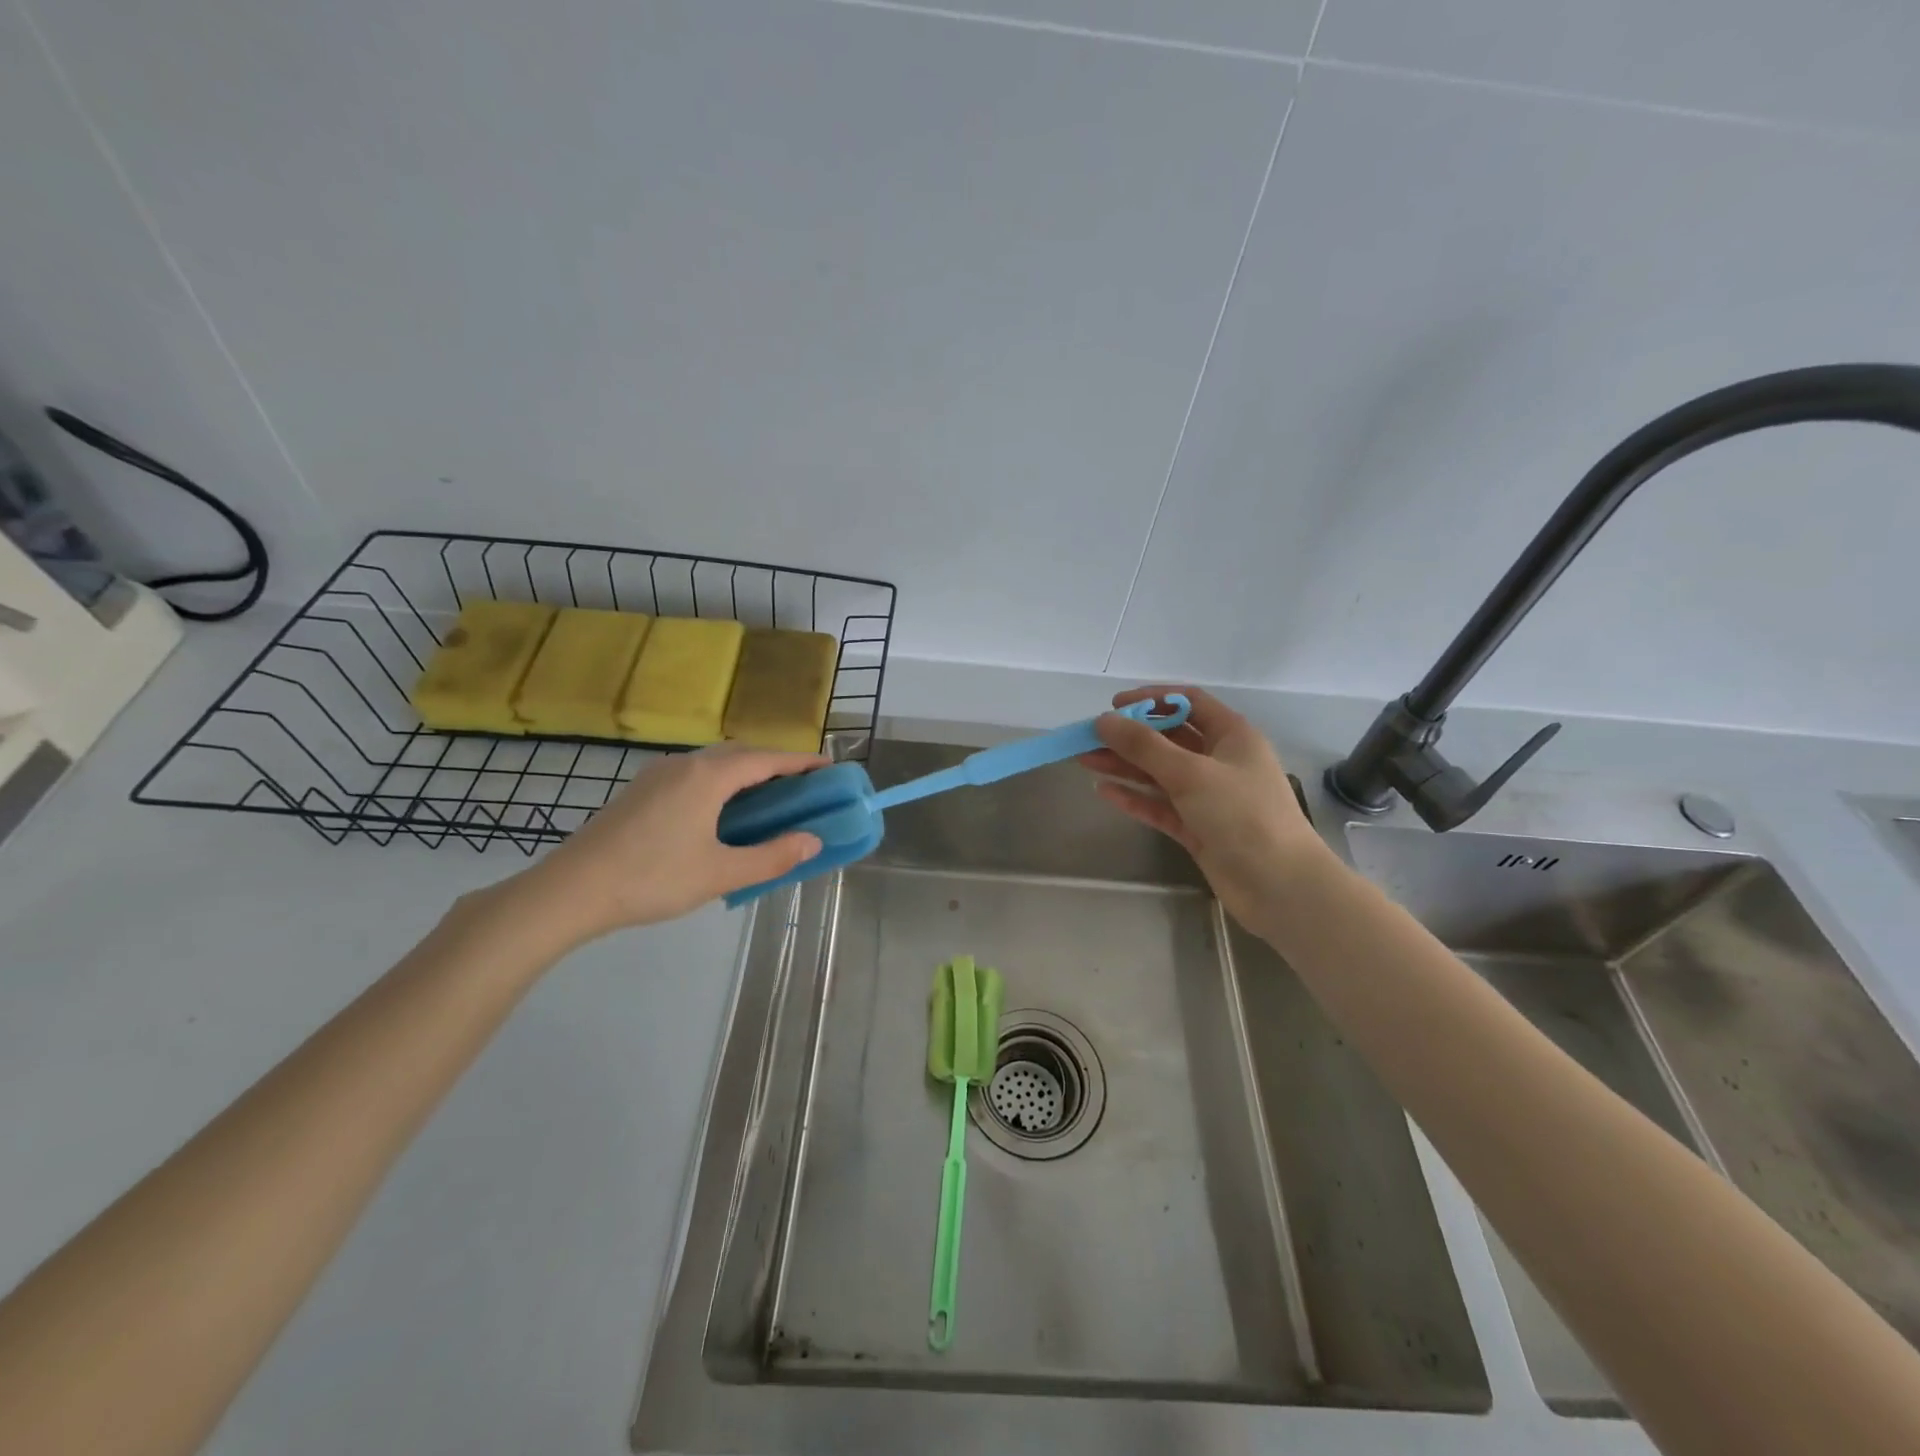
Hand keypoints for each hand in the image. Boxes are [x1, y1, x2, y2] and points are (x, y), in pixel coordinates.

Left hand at [511, 746, 824, 944]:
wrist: (571, 890)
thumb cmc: (652, 878)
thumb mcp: (720, 873)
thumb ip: (771, 857)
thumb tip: (812, 841)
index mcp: (708, 776)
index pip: (768, 759)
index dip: (802, 762)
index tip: (830, 767)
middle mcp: (684, 764)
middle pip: (741, 753)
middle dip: (776, 765)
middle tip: (802, 788)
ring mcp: (658, 775)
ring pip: (714, 763)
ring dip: (746, 773)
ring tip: (767, 800)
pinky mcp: (641, 791)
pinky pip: (694, 775)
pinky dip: (721, 783)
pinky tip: (721, 813)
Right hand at [1078, 685, 1328, 933]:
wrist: (1279, 886)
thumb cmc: (1242, 815)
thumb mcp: (1191, 773)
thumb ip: (1144, 746)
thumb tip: (1104, 720)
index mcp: (1232, 736)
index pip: (1189, 702)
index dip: (1152, 699)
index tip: (1114, 705)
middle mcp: (1221, 761)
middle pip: (1169, 739)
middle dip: (1130, 737)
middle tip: (1089, 738)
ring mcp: (1209, 797)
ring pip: (1160, 773)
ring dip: (1125, 766)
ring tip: (1085, 760)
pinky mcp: (1198, 828)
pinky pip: (1161, 805)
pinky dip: (1135, 797)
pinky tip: (1104, 791)